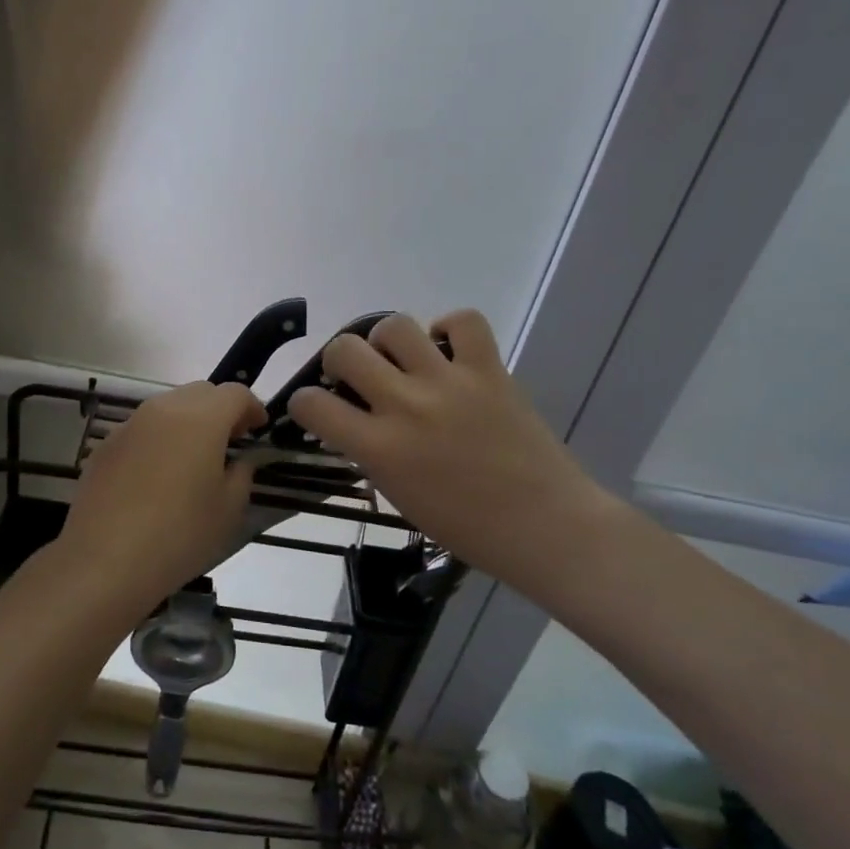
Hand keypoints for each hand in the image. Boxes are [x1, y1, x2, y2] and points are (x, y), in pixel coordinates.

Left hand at [61, 381, 266, 614]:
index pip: (235, 393)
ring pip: (169, 407)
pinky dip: (160, 439)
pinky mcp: (106, 445)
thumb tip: (241, 458)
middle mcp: (164, 409)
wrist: (103, 561)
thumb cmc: (179, 535)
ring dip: (189, 422)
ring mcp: (130, 424)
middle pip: (201, 392)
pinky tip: (157, 477)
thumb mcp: (229, 509)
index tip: (258, 432)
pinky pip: (143, 429)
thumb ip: (242, 473)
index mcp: (201, 418)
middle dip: (221, 410)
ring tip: (194, 460)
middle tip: (230, 443)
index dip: (252, 408)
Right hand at [287, 311, 608, 592]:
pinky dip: (449, 328)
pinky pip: (463, 321)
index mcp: (380, 448)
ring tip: (401, 359)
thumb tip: (352, 421)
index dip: (304, 403)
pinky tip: (447, 350)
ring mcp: (449, 382)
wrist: (545, 526)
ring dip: (387, 341)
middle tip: (356, 376)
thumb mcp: (399, 496)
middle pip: (345, 349)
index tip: (315, 408)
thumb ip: (370, 453)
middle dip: (338, 359)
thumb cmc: (467, 527)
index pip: (312, 404)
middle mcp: (406, 406)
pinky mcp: (489, 369)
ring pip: (394, 325)